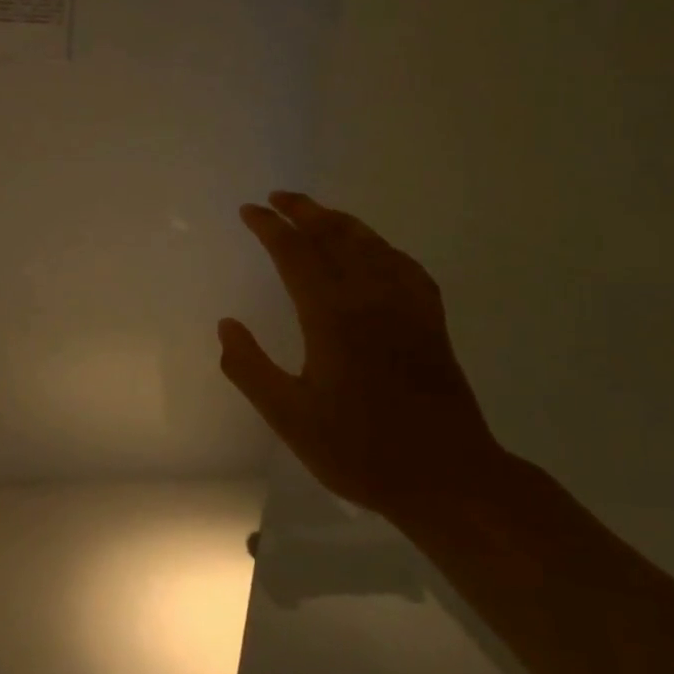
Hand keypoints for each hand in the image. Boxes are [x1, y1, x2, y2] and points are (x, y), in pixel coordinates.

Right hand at [218, 191, 498, 518]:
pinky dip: (381, 247)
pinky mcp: (431, 322)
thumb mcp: (289, 417)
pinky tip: (376, 251)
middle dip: (304, 211)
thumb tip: (226, 325)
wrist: (448, 477)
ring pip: (372, 245)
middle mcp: (372, 299)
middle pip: (336, 237)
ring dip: (340, 222)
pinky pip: (404, 266)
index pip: (295, 254)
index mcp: (332, 317)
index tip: (249, 210)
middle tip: (278, 197)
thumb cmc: (360, 449)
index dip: (270, 228)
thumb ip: (250, 368)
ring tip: (317, 213)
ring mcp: (408, 307)